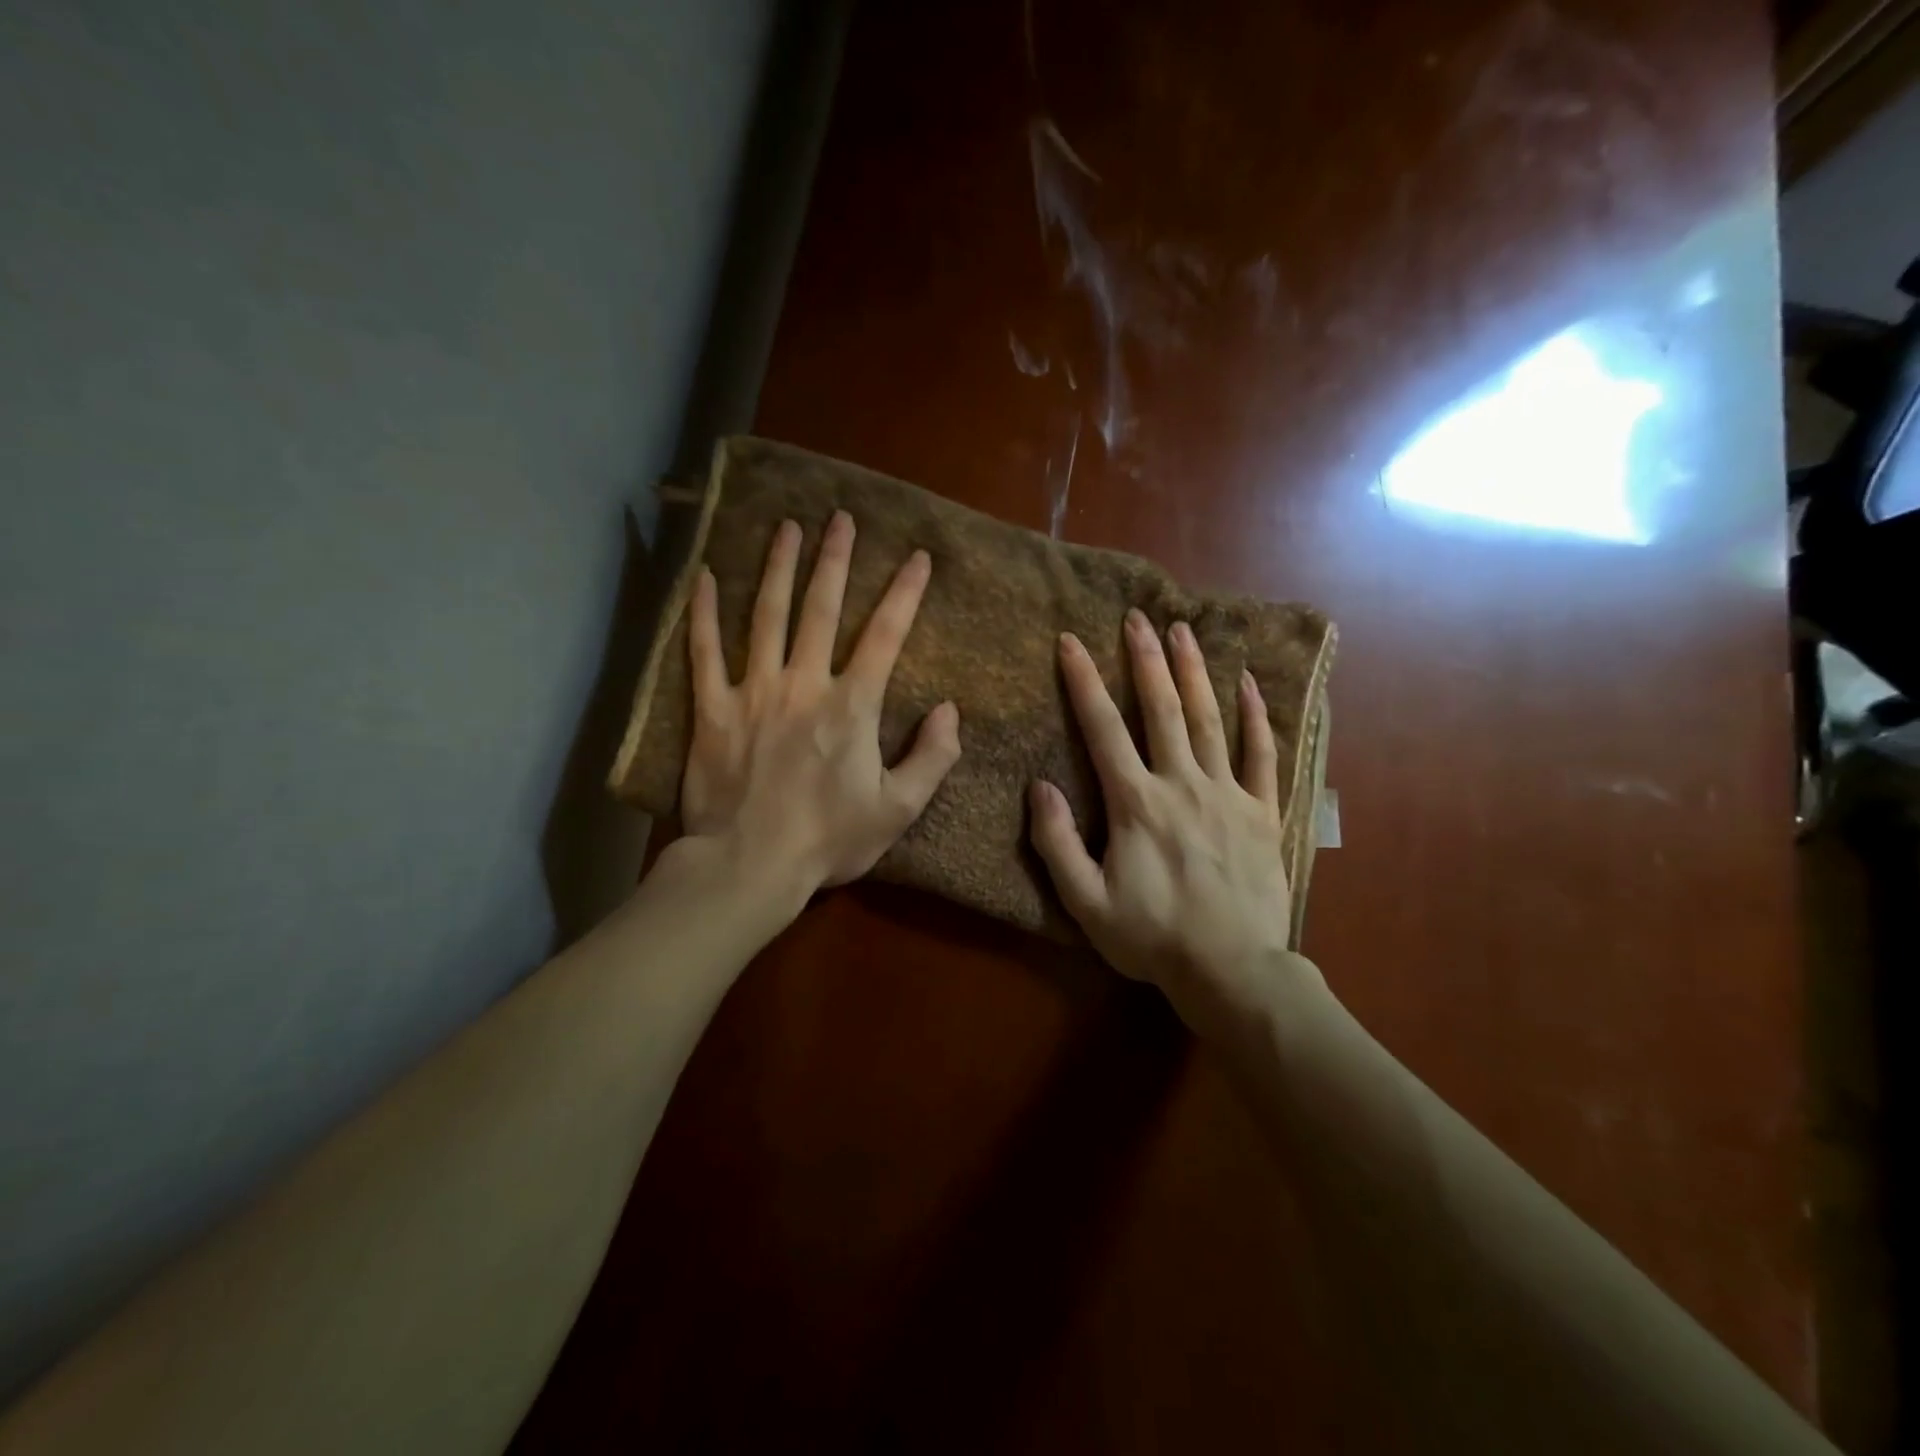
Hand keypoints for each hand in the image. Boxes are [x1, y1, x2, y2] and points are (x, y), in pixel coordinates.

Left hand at [678, 510, 961, 918]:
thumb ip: (932, 757)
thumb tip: (949, 709)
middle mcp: (803, 684)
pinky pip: (703, 652)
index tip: (918, 556)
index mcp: (851, 705)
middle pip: (820, 608)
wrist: (749, 866)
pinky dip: (702, 613)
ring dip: (778, 567)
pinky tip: (705, 577)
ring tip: (786, 527)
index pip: (885, 635)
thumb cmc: (828, 840)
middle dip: (834, 560)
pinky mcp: (710, 710)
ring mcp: (752, 692)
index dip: (905, 593)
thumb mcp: (898, 809)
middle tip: (840, 518)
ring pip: (765, 616)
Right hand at [1028, 610, 1316, 1016]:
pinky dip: (1257, 717)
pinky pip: (1263, 755)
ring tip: (1184, 630)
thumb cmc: (1152, 938)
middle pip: (1161, 709)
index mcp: (1136, 803)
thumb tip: (1040, 787)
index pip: (1103, 729)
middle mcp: (1182, 784)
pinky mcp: (1263, 811)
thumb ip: (1057, 843)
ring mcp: (1228, 794)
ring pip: (1209, 720)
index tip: (1070, 642)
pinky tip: (1251, 684)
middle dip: (1146, 659)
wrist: (1231, 970)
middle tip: (1138, 616)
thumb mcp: (1085, 902)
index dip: (1084, 682)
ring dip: (1195, 672)